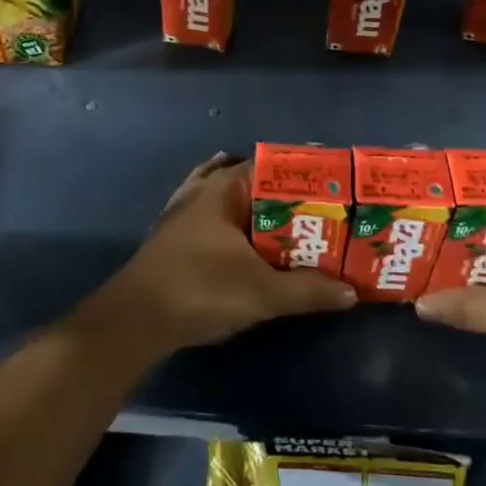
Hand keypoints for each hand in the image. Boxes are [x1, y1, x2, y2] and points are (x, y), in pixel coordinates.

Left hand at [81, 153, 356, 358]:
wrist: (134, 320)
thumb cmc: (199, 291)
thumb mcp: (261, 293)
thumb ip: (307, 290)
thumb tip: (351, 292)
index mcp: (223, 189)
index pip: (269, 165)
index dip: (302, 174)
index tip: (332, 185)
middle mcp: (201, 189)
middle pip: (250, 179)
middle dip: (283, 193)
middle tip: (319, 208)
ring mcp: (182, 210)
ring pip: (227, 195)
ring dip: (255, 205)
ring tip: (287, 218)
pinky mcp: (173, 234)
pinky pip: (211, 215)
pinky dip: (231, 219)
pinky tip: (241, 235)